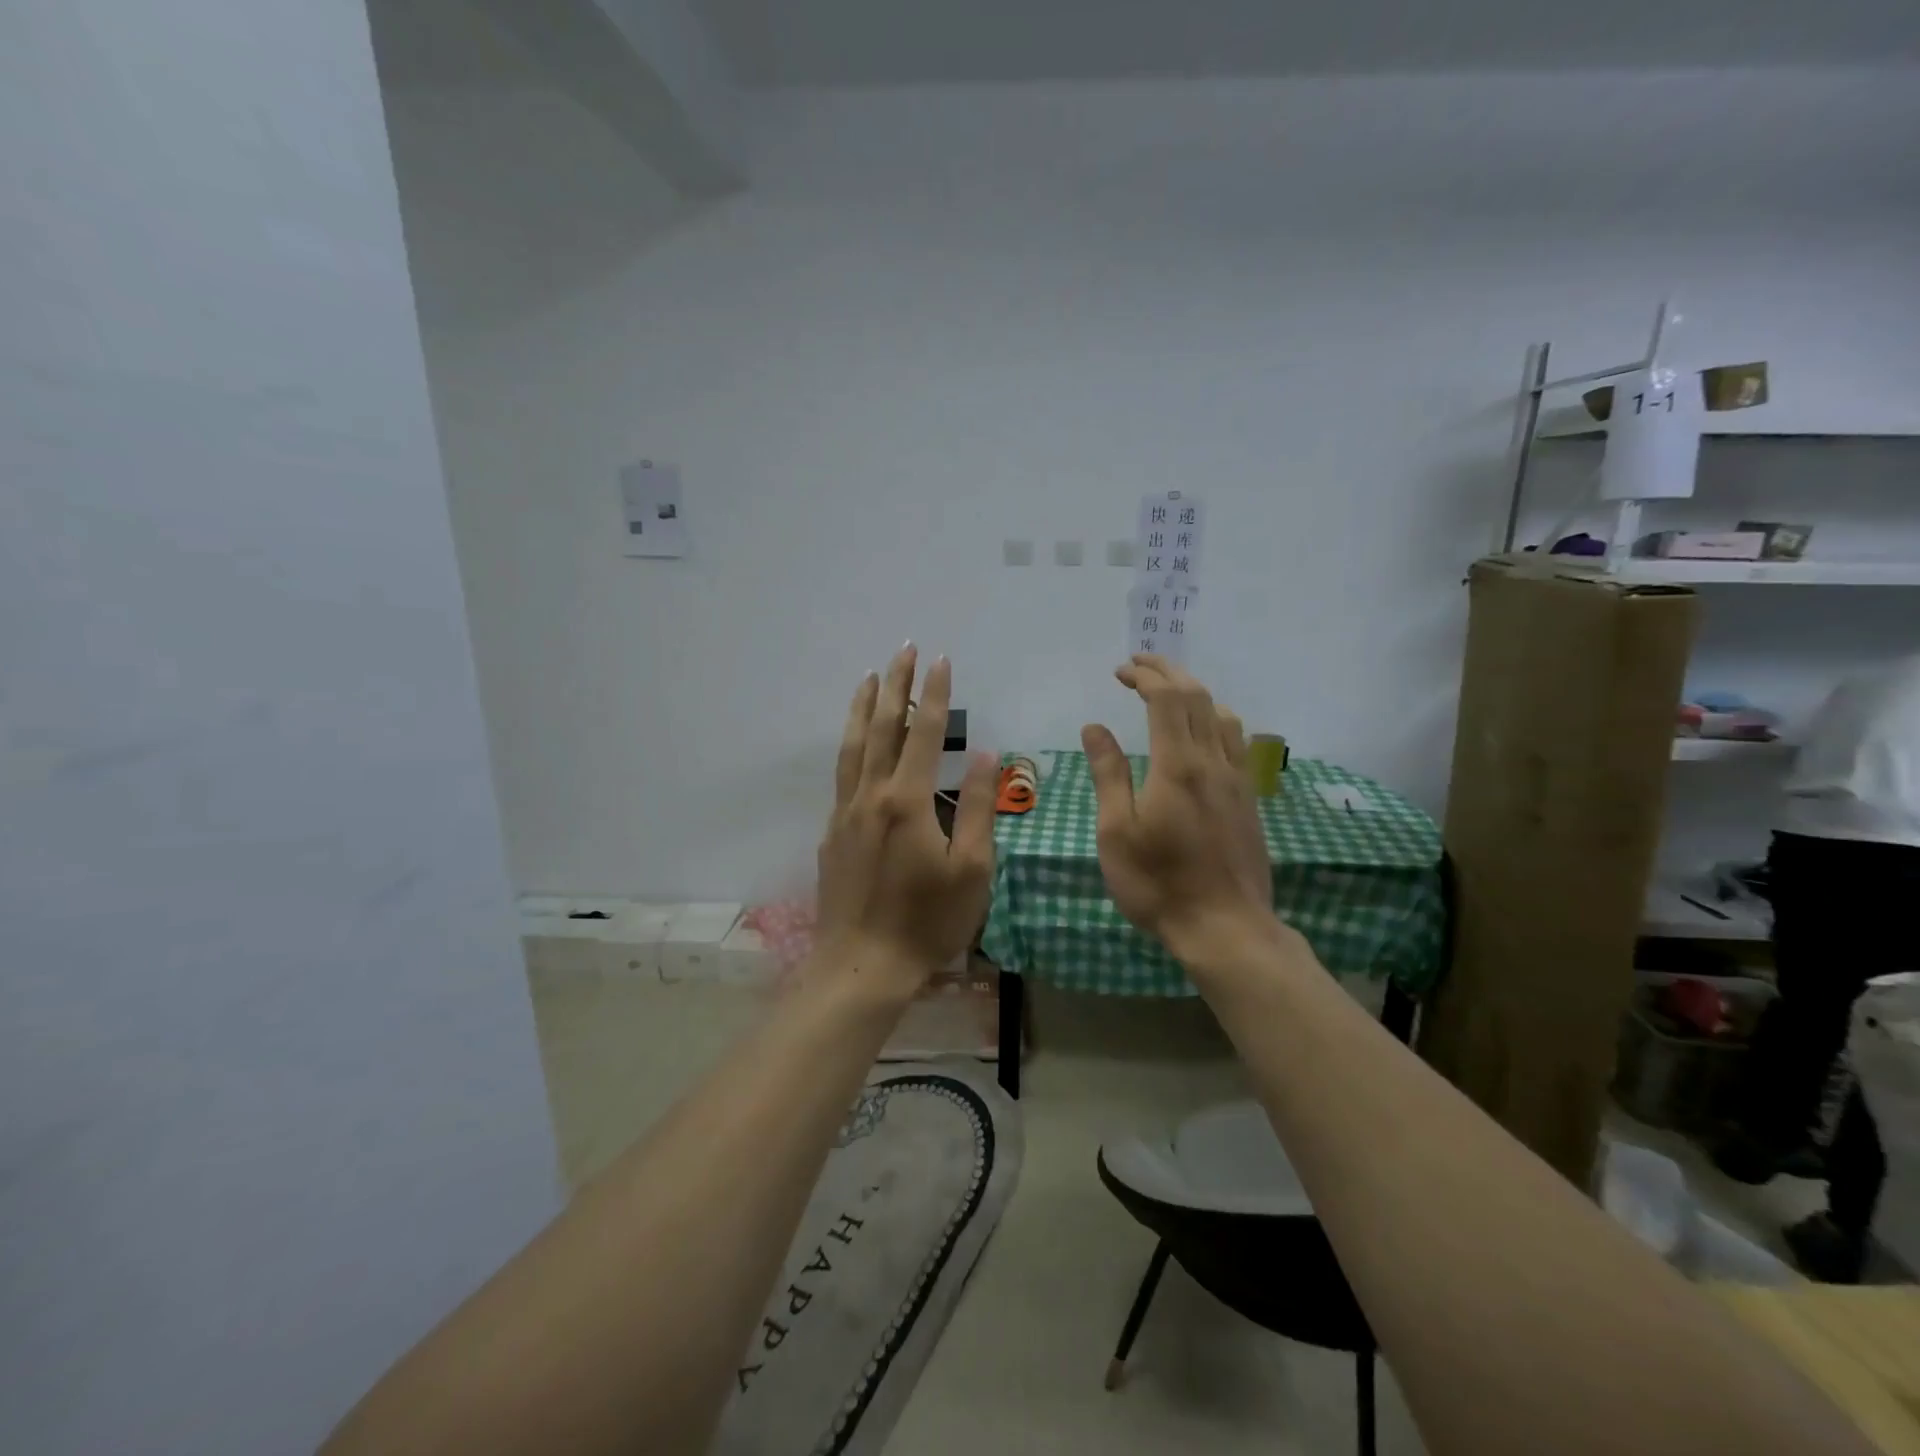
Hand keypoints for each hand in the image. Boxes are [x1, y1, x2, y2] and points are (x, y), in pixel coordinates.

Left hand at [814, 644, 997, 996]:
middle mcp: (871, 795)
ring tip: (869, 676)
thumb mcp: (972, 869)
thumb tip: (988, 755)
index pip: (924, 733)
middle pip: (882, 727)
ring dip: (862, 707)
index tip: (941, 660)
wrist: (862, 965)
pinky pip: (842, 773)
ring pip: (852, 746)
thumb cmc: (928, 922)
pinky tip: (855, 740)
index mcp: (908, 800)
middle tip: (903, 649)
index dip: (934, 694)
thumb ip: (979, 808)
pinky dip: (849, 744)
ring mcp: (845, 812)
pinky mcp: (832, 832)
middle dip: (895, 685)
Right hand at [1081, 655, 1279, 966]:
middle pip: (1198, 698)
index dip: (1145, 676)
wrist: (1225, 927)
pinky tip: (1203, 735)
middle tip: (1140, 665)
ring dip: (1195, 693)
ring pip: (1223, 716)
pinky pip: (1236, 740)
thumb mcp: (1116, 831)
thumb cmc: (1158, 882)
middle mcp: (1214, 761)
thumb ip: (1108, 774)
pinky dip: (1214, 719)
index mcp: (1178, 765)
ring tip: (1170, 693)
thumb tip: (1094, 728)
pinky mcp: (1249, 799)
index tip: (1120, 671)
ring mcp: (1238, 780)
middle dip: (1169, 672)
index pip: (1166, 699)